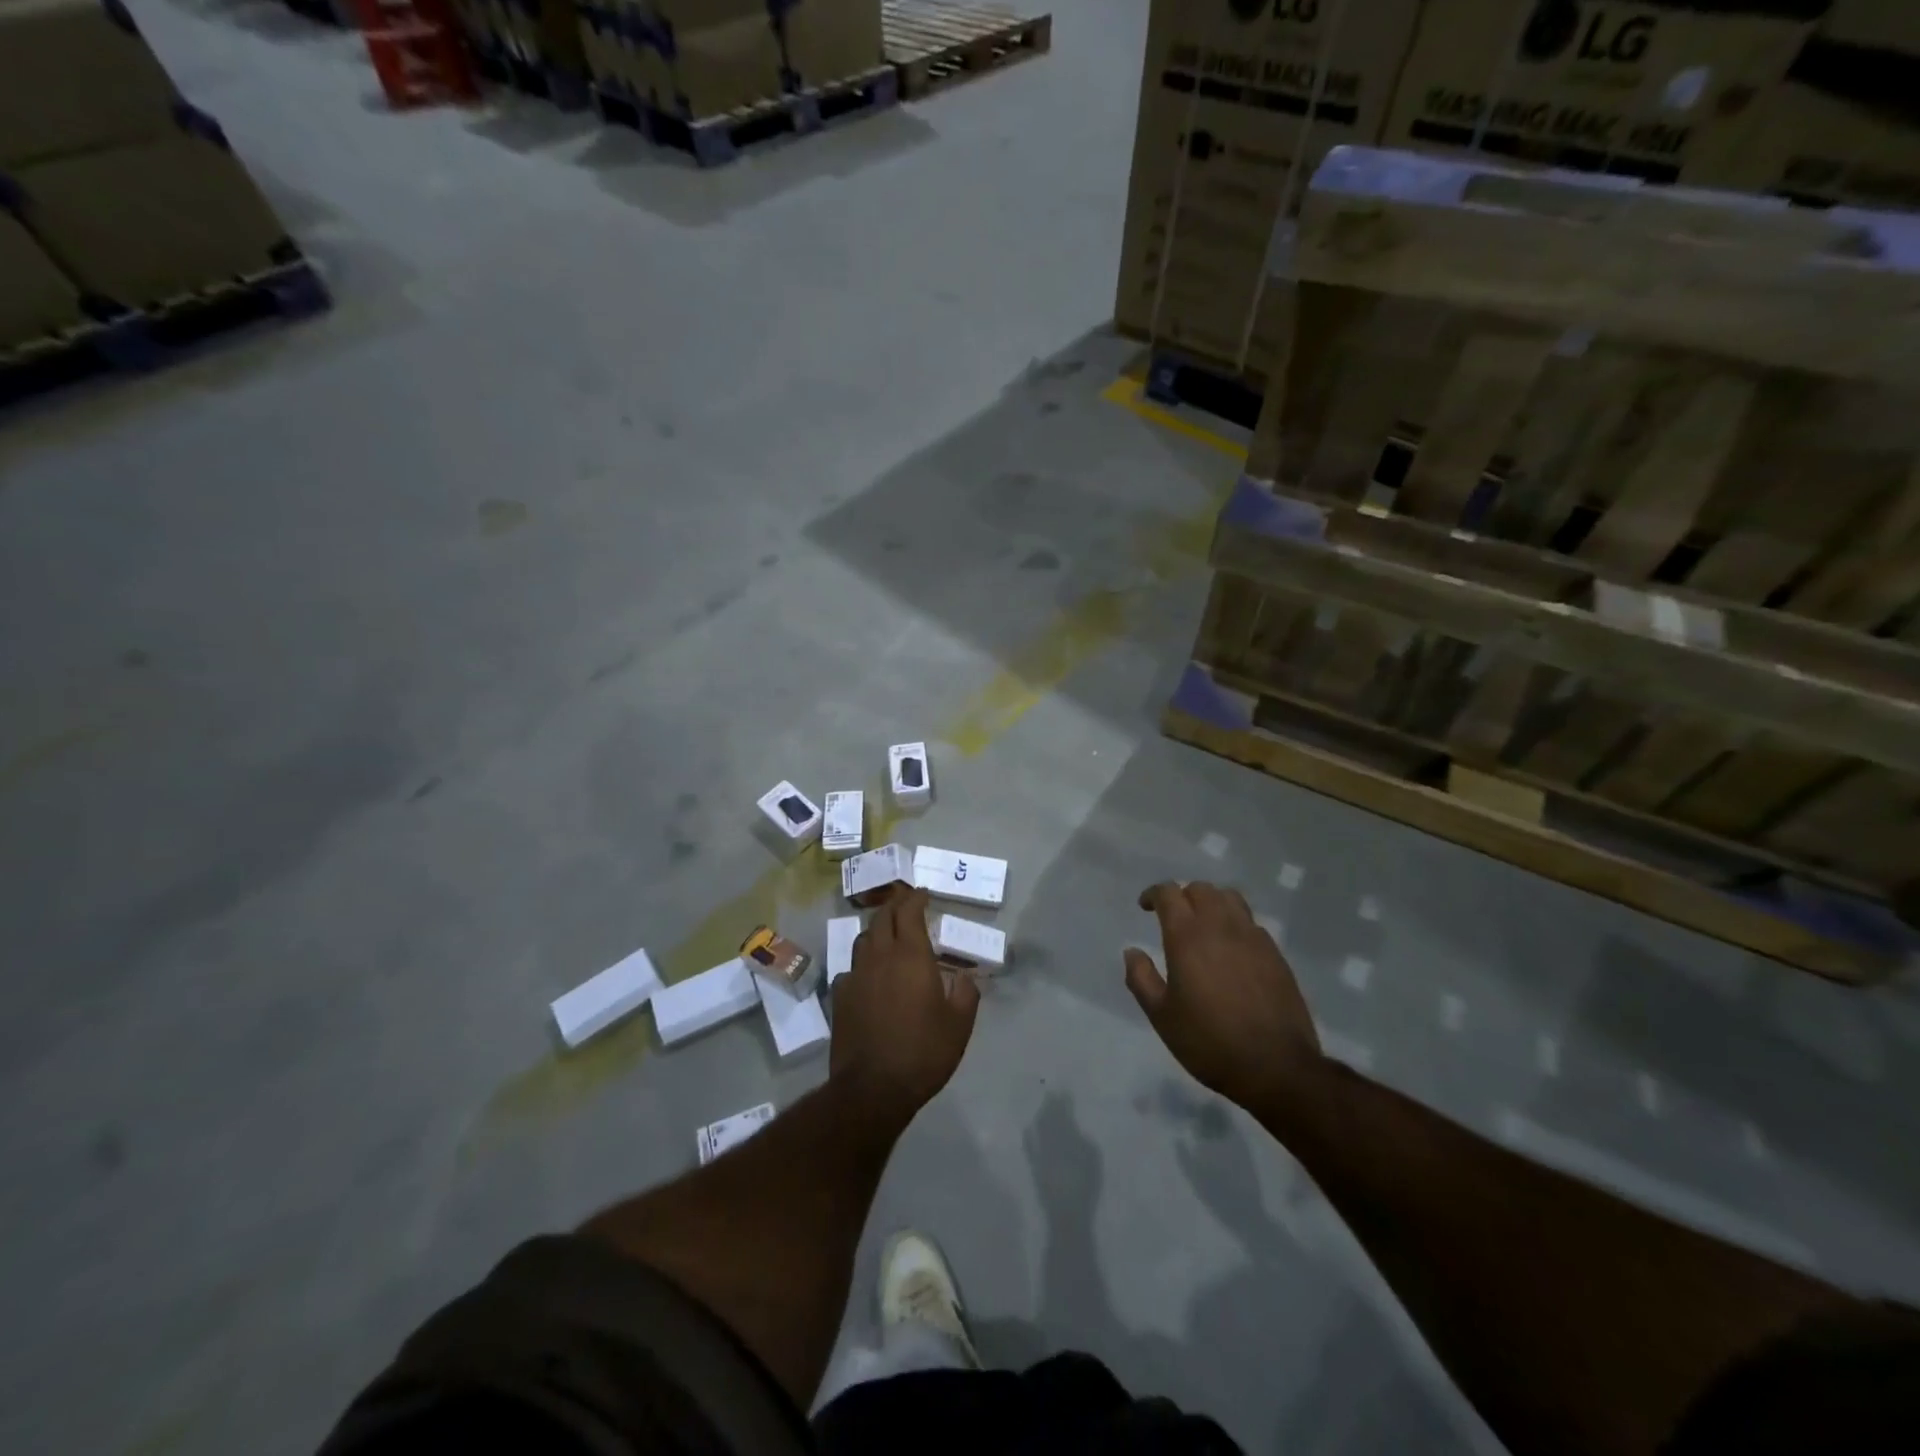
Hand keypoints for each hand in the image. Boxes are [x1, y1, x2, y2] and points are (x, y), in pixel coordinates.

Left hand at [831, 887, 978, 1120]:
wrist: (872, 1088)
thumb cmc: (923, 1052)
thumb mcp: (959, 1026)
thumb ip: (966, 994)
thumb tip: (966, 977)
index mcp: (911, 956)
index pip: (910, 912)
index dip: (916, 899)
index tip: (924, 894)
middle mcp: (880, 957)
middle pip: (882, 918)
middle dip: (895, 906)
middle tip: (907, 907)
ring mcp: (856, 975)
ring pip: (864, 939)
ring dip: (877, 931)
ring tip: (889, 937)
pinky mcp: (840, 996)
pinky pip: (851, 968)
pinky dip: (864, 963)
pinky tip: (870, 977)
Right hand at [1125, 881, 1321, 1112]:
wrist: (1276, 1067)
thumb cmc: (1209, 1042)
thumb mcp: (1162, 1016)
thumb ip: (1141, 979)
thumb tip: (1132, 951)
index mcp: (1187, 936)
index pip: (1169, 893)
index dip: (1154, 894)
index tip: (1145, 907)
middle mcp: (1221, 927)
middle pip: (1201, 889)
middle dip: (1183, 896)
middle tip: (1174, 917)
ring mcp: (1253, 938)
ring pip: (1230, 899)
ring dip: (1212, 903)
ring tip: (1204, 926)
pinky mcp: (1276, 954)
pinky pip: (1251, 923)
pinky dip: (1235, 924)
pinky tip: (1231, 950)